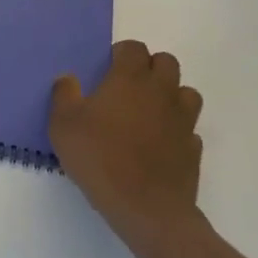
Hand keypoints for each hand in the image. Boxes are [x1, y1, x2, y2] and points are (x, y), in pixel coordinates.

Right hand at [49, 40, 205, 252]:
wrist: (147, 210)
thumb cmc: (100, 159)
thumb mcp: (63, 125)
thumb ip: (63, 95)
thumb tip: (68, 78)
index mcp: (130, 79)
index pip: (134, 48)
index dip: (122, 54)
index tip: (108, 70)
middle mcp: (161, 92)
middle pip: (167, 62)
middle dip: (150, 68)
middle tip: (129, 87)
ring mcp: (182, 121)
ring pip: (186, 93)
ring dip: (170, 96)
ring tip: (149, 113)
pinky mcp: (193, 149)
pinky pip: (189, 128)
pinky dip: (178, 130)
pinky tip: (160, 144)